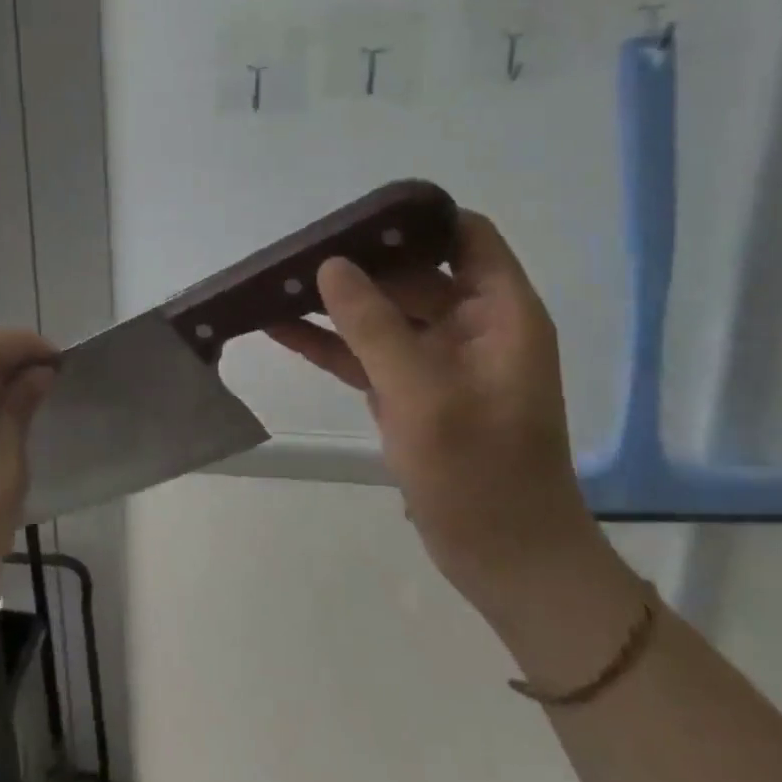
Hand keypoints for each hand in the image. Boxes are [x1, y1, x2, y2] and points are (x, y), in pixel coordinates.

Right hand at [267, 210, 602, 617]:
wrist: (506, 562)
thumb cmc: (480, 475)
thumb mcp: (424, 395)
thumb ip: (374, 326)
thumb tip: (330, 265)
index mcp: (499, 313)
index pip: (465, 236)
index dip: (416, 220)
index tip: (356, 218)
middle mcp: (471, 326)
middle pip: (411, 271)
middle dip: (356, 261)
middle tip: (294, 250)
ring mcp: (438, 361)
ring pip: (382, 313)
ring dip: (334, 302)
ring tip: (274, 283)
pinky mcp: (410, 391)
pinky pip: (366, 353)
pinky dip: (329, 342)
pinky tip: (278, 329)